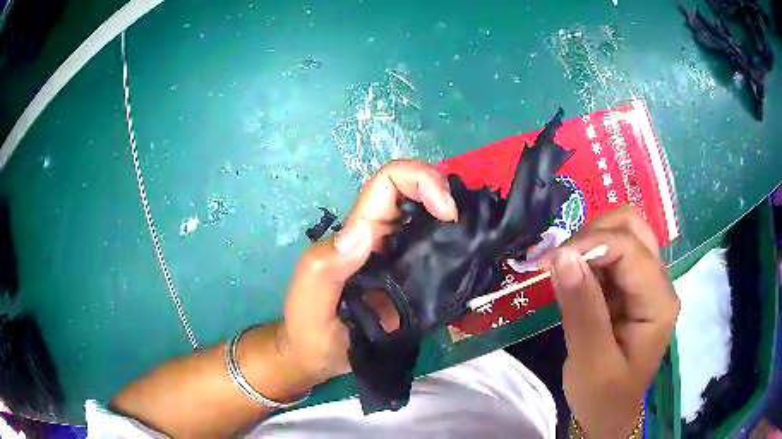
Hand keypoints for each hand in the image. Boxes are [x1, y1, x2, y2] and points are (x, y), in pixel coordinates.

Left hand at [282, 160, 457, 384]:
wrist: (318, 356)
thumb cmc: (309, 328)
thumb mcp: (309, 296)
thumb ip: (325, 266)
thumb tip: (364, 232)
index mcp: (358, 234)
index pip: (389, 183)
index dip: (420, 180)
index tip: (447, 212)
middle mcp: (381, 238)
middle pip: (415, 194)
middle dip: (445, 194)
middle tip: (468, 226)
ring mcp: (399, 259)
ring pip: (430, 222)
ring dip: (456, 221)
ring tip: (477, 242)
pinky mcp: (411, 281)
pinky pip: (437, 254)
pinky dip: (457, 249)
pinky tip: (471, 264)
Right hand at [546, 206, 678, 437]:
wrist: (608, 415)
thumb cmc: (603, 397)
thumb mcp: (590, 361)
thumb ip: (581, 309)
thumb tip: (562, 256)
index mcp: (658, 302)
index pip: (630, 248)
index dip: (590, 244)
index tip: (551, 262)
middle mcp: (659, 283)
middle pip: (632, 227)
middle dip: (593, 233)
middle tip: (561, 260)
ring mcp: (646, 283)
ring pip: (622, 234)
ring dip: (590, 242)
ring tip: (564, 269)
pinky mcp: (631, 289)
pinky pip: (611, 255)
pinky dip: (588, 257)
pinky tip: (573, 279)